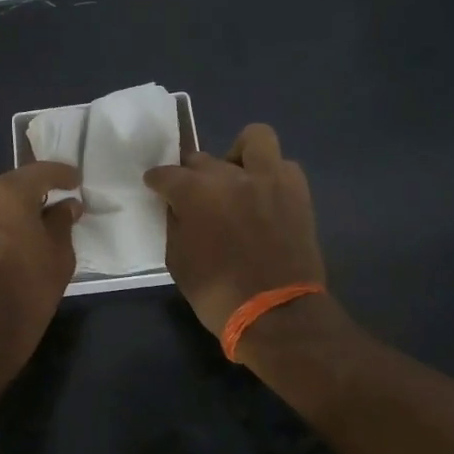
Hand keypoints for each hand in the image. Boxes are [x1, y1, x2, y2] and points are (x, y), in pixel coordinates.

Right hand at [144, 124, 325, 335]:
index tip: (155, 188)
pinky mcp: (297, 191)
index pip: (166, 174)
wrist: (277, 313)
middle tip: (194, 195)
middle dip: (192, 174)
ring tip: (236, 178)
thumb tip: (177, 208)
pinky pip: (283, 166)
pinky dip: (271, 173)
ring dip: (240, 154)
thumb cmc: (218, 293)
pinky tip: (264, 194)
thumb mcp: (178, 261)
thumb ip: (175, 225)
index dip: (157, 181)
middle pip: (202, 159)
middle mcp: (230, 175)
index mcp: (195, 192)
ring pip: (254, 139)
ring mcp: (268, 179)